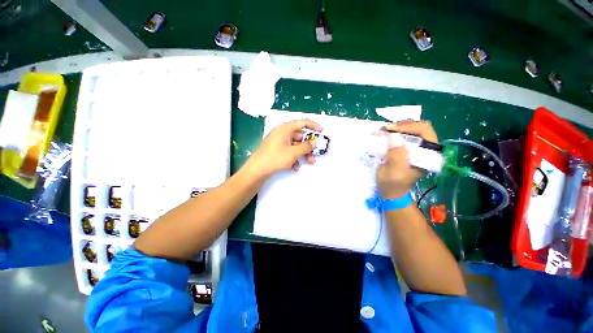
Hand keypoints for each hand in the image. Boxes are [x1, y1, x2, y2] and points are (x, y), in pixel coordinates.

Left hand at [246, 119, 322, 177]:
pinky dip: (294, 158)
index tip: (321, 132)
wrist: (257, 170)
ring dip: (303, 154)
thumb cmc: (275, 158)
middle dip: (308, 146)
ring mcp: (279, 142)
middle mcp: (282, 133)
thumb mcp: (293, 152)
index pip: (302, 122)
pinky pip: (289, 151)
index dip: (313, 126)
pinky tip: (295, 167)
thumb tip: (314, 143)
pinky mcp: (277, 150)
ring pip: (296, 145)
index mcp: (286, 129)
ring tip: (309, 162)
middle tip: (315, 153)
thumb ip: (306, 147)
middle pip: (300, 136)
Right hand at [376, 120, 437, 198]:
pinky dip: (394, 132)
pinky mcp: (407, 149)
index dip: (408, 126)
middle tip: (386, 128)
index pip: (424, 131)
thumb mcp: (394, 172)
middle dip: (402, 125)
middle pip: (419, 127)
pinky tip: (386, 134)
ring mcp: (416, 148)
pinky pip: (404, 135)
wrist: (390, 192)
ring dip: (397, 127)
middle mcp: (426, 149)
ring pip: (411, 129)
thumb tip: (394, 137)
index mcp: (429, 155)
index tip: (390, 129)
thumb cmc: (393, 184)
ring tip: (384, 130)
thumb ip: (396, 156)